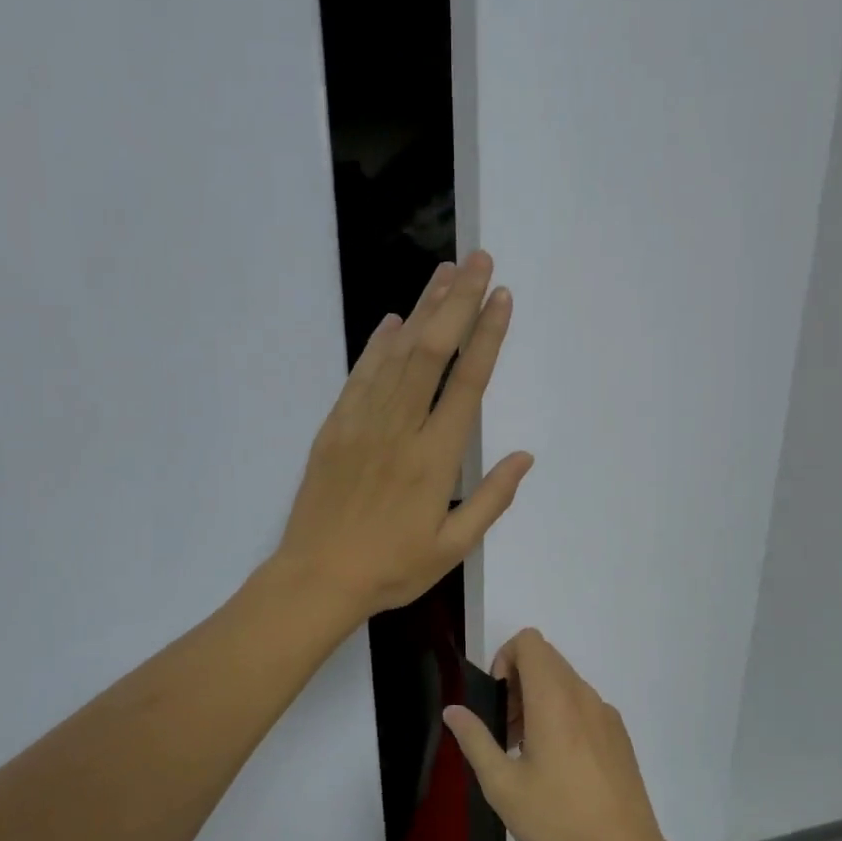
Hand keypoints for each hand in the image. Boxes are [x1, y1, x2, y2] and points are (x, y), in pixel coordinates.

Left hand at [276, 249, 533, 622]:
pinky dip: (379, 343)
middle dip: (458, 302)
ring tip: (445, 273)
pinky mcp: (335, 426)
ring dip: (423, 309)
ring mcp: (362, 423)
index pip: (467, 383)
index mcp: (434, 458)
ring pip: (397, 354)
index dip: (487, 335)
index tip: (502, 297)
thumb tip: (525, 457)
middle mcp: (400, 428)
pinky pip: (361, 374)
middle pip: (432, 352)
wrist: (317, 578)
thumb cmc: (392, 568)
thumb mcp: (452, 546)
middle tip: (479, 262)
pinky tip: (395, 319)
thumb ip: (492, 499)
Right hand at [444, 629, 669, 840]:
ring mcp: (606, 714)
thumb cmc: (557, 820)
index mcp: (553, 699)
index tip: (497, 700)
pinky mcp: (619, 736)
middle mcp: (583, 695)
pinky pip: (584, 706)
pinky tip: (560, 768)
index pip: (529, 642)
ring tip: (528, 753)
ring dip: (539, 701)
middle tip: (506, 731)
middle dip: (518, 682)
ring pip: (565, 683)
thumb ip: (475, 740)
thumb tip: (453, 710)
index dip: (505, 658)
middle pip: (546, 659)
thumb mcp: (502, 785)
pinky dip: (564, 716)